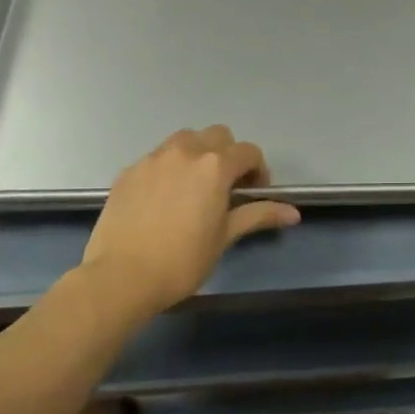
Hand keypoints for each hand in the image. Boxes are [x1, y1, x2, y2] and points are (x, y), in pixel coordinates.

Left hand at [83, 126, 298, 321]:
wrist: (119, 278)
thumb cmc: (181, 261)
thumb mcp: (225, 237)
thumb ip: (259, 215)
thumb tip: (295, 213)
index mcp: (215, 166)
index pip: (249, 152)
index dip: (258, 171)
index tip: (252, 194)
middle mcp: (186, 151)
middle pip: (218, 135)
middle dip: (228, 155)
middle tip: (225, 187)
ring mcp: (153, 158)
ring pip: (185, 139)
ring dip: (197, 154)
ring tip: (193, 187)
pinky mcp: (129, 171)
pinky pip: (157, 158)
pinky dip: (168, 168)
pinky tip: (162, 199)